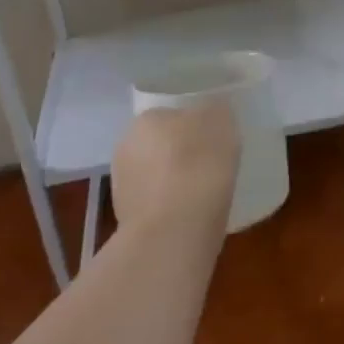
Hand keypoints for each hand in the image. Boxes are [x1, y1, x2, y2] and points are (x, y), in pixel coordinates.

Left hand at [112, 97, 240, 235]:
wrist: (175, 231)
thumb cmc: (199, 163)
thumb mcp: (221, 119)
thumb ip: (214, 111)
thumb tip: (211, 113)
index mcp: (145, 119)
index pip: (171, 115)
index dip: (194, 127)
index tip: (214, 140)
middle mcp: (126, 148)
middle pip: (161, 146)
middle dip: (181, 154)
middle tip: (211, 165)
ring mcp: (122, 189)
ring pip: (157, 177)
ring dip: (175, 183)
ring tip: (205, 195)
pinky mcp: (127, 224)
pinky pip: (158, 207)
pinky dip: (173, 210)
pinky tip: (193, 217)